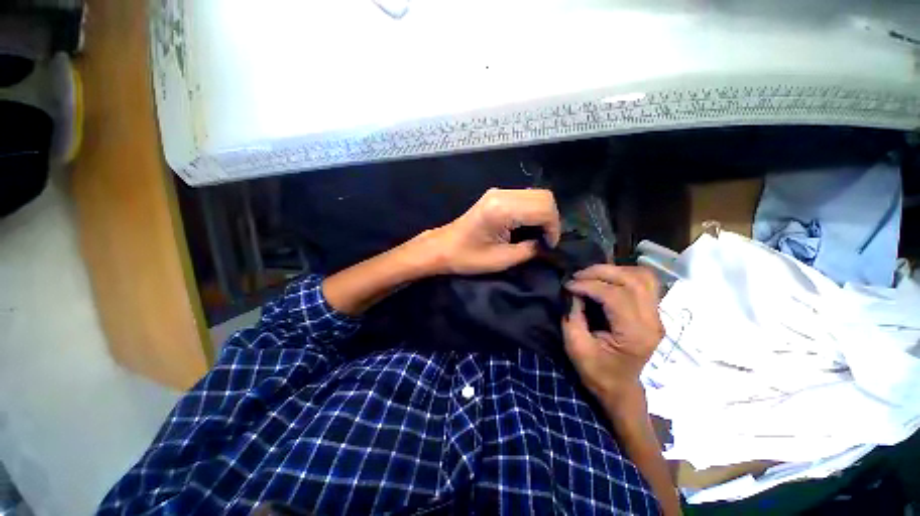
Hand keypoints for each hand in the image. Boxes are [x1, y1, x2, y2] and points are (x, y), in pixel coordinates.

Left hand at [428, 188, 560, 274]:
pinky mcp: (496, 195)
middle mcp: (502, 194)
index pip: (544, 209)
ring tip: (537, 235)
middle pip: (544, 196)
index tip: (549, 246)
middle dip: (551, 219)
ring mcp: (498, 192)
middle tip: (545, 240)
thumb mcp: (502, 260)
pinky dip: (533, 211)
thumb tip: (545, 243)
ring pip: (536, 195)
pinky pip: (525, 198)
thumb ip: (529, 250)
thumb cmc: (468, 257)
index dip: (553, 228)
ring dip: (543, 214)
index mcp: (502, 209)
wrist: (442, 247)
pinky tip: (527, 226)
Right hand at [562, 265, 663, 399]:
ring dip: (615, 270)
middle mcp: (652, 322)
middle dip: (601, 272)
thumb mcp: (576, 346)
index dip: (588, 285)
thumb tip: (573, 290)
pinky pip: (645, 282)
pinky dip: (625, 274)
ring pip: (643, 277)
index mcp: (634, 334)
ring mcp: (657, 316)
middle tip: (578, 276)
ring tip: (592, 275)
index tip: (568, 285)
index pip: (615, 296)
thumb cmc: (596, 371)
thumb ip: (573, 315)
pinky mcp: (654, 312)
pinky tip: (608, 279)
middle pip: (632, 280)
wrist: (619, 387)